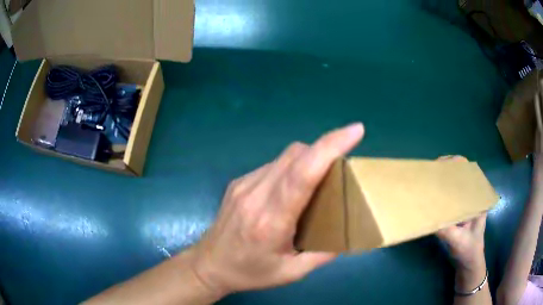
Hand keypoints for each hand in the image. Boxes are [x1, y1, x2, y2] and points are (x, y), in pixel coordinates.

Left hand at [188, 123, 364, 296]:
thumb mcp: (291, 273)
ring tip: (320, 179)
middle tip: (343, 162)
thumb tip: (347, 235)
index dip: (329, 147)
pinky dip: (291, 169)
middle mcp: (255, 195)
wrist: (209, 265)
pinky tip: (293, 189)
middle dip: (324, 149)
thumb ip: (323, 255)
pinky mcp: (238, 182)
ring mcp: (243, 185)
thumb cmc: (249, 273)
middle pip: (295, 155)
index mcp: (270, 221)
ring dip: (308, 159)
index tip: (355, 131)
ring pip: (284, 157)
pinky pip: (272, 166)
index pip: (302, 174)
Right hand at [435, 156, 486, 271]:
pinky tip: (430, 198)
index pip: (469, 172)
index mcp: (478, 199)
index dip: (457, 164)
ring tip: (428, 182)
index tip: (441, 165)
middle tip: (430, 173)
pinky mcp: (457, 213)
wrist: (469, 263)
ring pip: (454, 187)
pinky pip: (449, 199)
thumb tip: (429, 217)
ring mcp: (464, 205)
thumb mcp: (458, 241)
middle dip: (446, 171)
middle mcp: (472, 198)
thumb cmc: (468, 250)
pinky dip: (440, 195)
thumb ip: (446, 230)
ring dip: (442, 182)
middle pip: (460, 176)